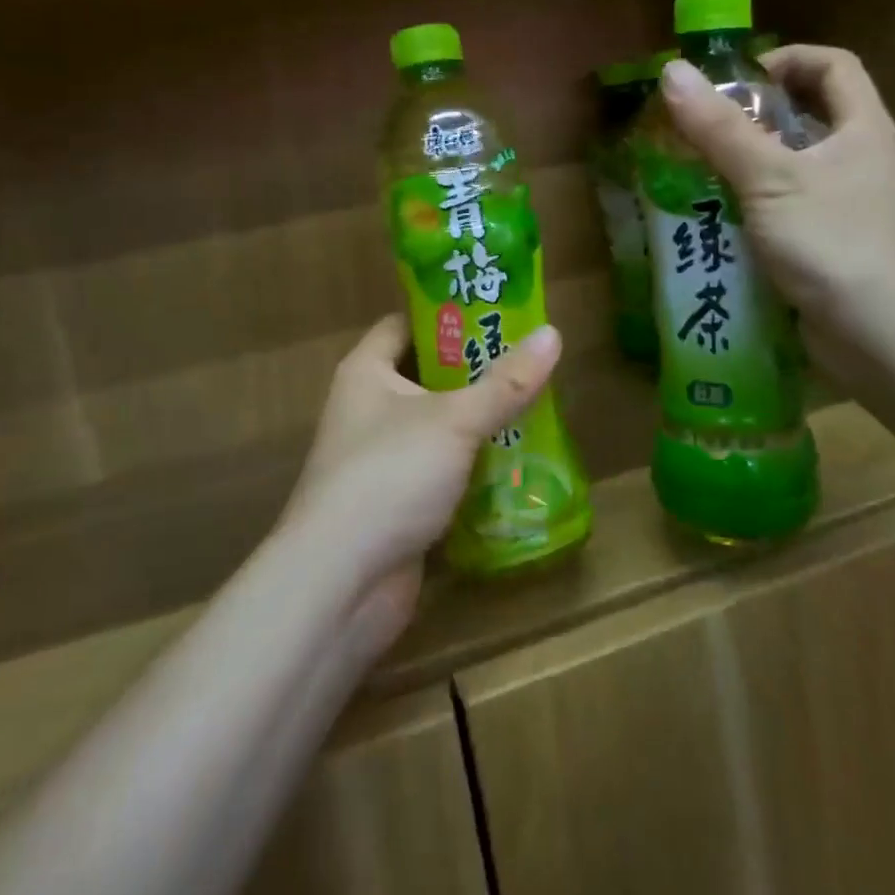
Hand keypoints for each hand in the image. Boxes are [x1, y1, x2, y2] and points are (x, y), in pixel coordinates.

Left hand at [284, 315, 562, 651]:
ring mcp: (381, 457)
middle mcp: (368, 407)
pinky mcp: (397, 502)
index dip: (447, 313)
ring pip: (438, 425)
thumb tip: (553, 333)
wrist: (340, 584)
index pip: (405, 323)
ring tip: (535, 404)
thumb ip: (505, 381)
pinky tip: (518, 461)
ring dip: (479, 420)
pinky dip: (473, 465)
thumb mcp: (455, 420)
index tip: (497, 310)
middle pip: (427, 373)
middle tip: (528, 358)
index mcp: (367, 371)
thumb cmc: (390, 475)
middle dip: (475, 369)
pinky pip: (441, 469)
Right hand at [658, 46, 894, 343]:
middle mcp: (859, 159)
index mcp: (862, 128)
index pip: (832, 65)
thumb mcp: (770, 178)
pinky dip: (750, 205)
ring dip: (744, 163)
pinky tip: (714, 219)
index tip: (734, 81)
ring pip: (791, 165)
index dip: (785, 60)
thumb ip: (720, 128)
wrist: (884, 337)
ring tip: (693, 171)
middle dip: (752, 115)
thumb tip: (671, 71)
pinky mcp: (828, 243)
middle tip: (700, 127)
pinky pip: (784, 208)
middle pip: (807, 114)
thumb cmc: (834, 241)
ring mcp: (845, 205)